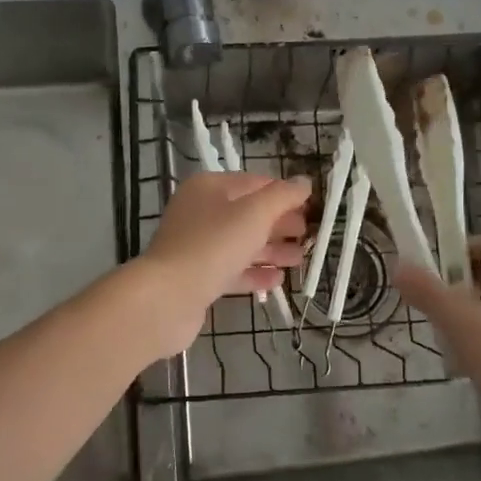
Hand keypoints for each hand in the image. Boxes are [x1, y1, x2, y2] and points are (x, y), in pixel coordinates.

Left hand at [136, 173, 309, 349]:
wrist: (167, 297)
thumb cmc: (213, 245)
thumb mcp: (254, 214)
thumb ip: (282, 196)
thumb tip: (304, 182)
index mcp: (210, 187)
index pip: (255, 183)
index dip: (285, 194)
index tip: (312, 208)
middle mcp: (201, 212)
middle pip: (249, 213)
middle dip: (281, 224)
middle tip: (310, 236)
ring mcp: (197, 245)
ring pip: (242, 243)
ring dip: (273, 249)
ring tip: (300, 259)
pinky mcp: (198, 276)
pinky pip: (232, 269)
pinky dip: (255, 272)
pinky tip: (278, 279)